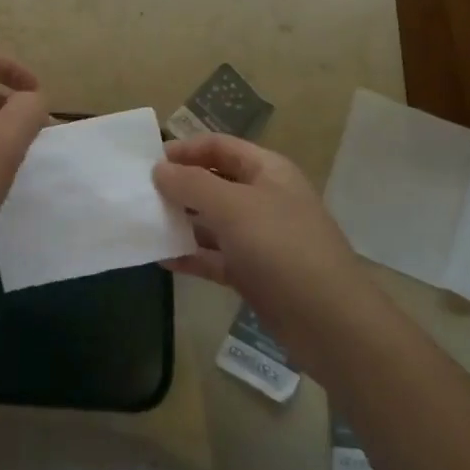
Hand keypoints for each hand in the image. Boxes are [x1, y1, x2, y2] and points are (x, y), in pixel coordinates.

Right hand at [152, 133, 362, 340]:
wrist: (330, 323)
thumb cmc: (281, 249)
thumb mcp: (233, 207)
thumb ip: (192, 184)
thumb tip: (159, 169)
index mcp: (267, 171)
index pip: (219, 146)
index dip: (185, 149)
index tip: (148, 162)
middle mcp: (264, 198)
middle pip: (214, 182)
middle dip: (179, 186)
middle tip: (140, 195)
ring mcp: (260, 238)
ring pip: (212, 221)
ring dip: (181, 222)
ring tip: (143, 224)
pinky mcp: (254, 273)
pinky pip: (215, 257)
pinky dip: (191, 256)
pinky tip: (161, 259)